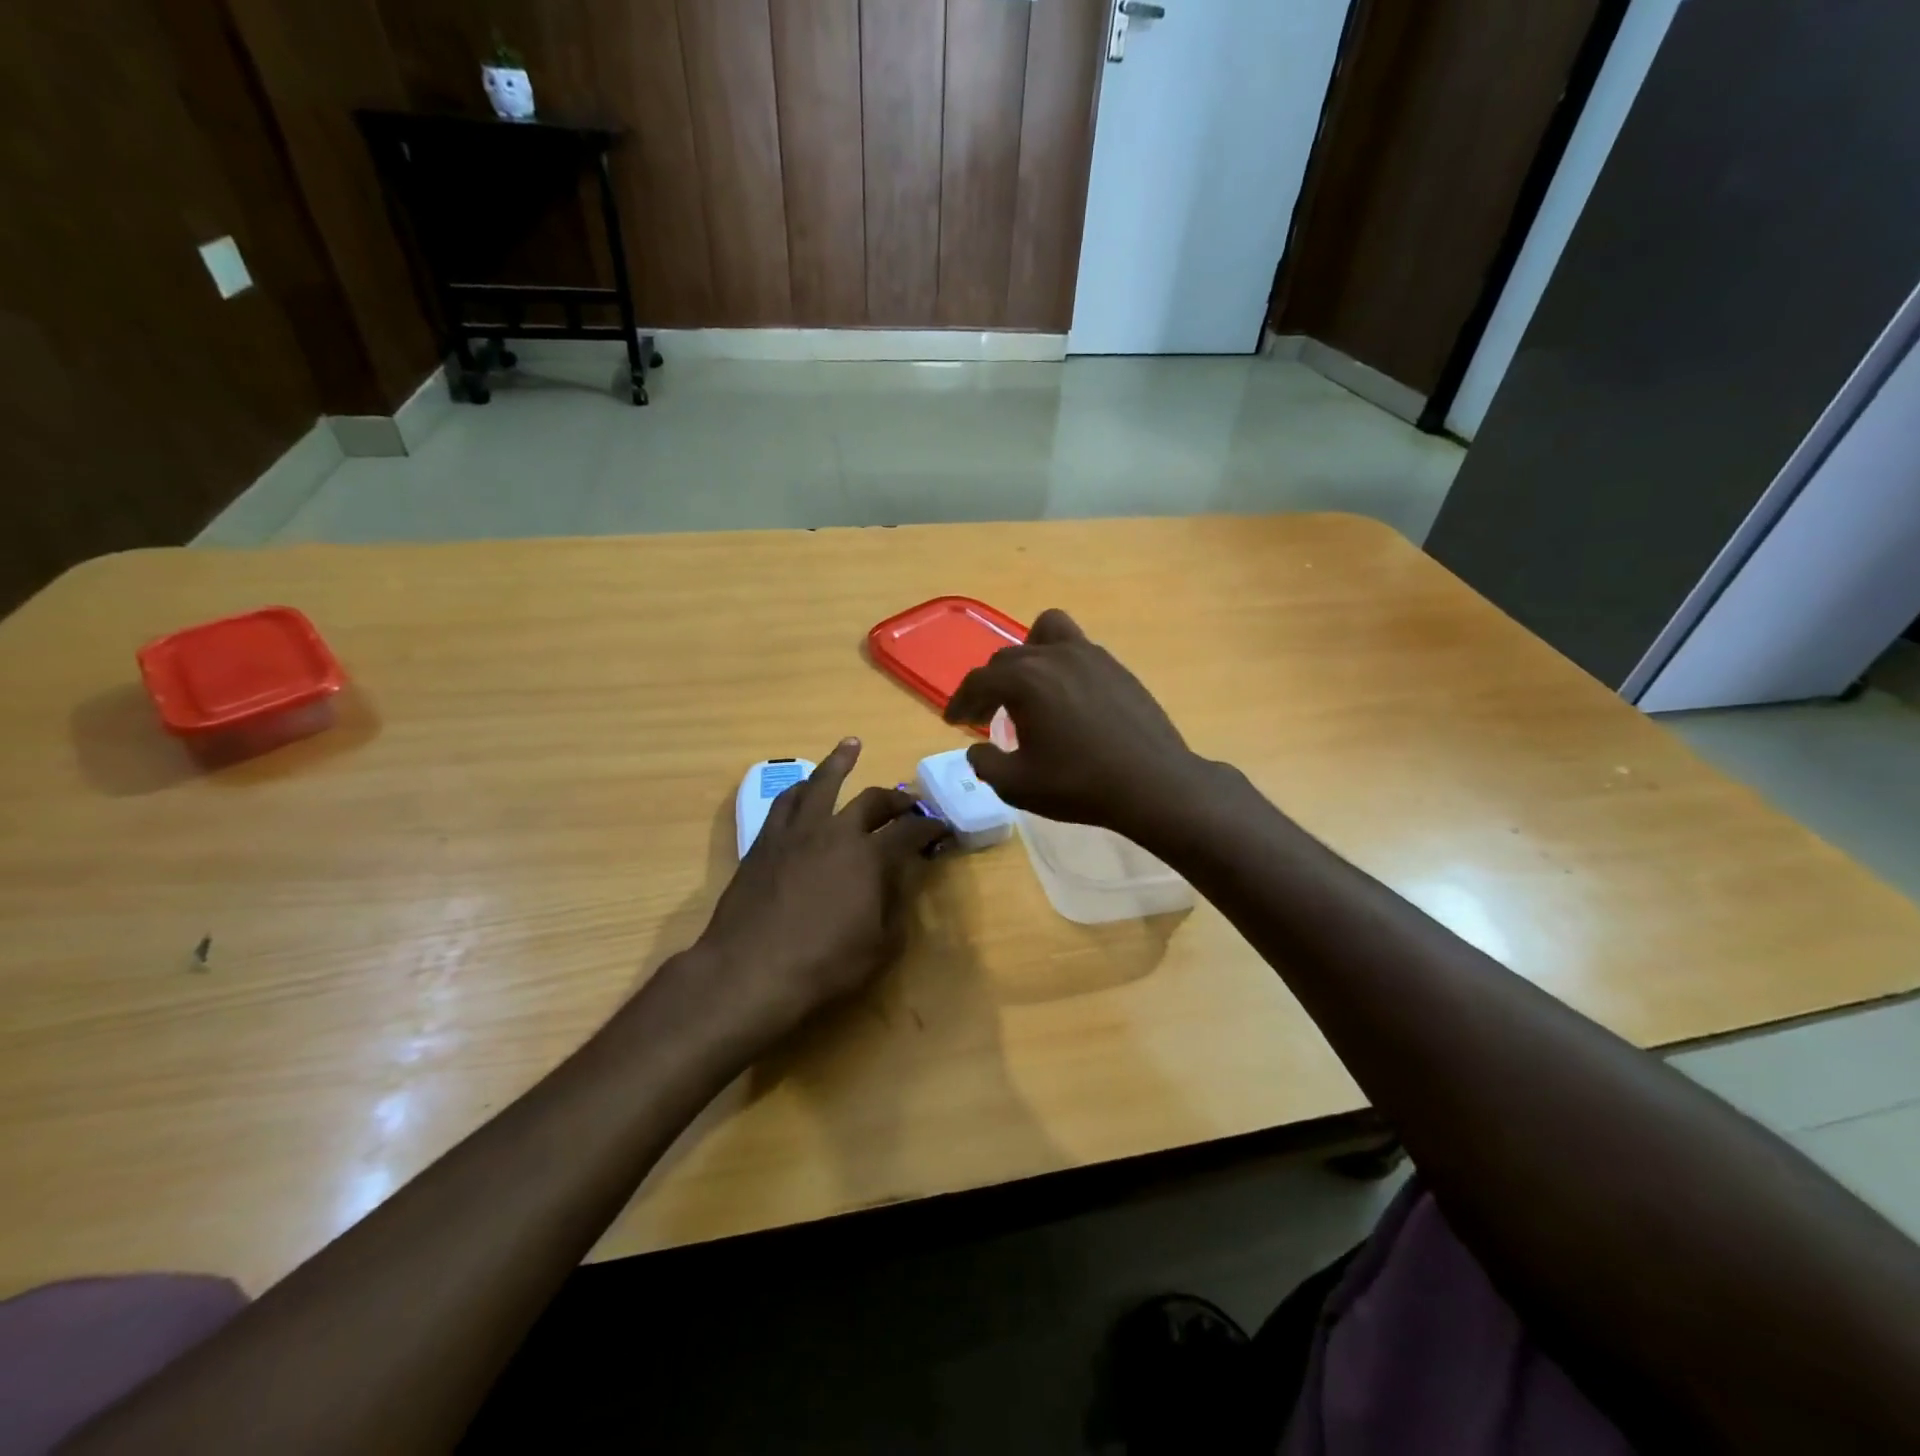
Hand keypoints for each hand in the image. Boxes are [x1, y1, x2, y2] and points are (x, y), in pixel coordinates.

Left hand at [692, 738, 948, 1043]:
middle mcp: (835, 832)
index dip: (930, 828)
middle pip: (871, 801)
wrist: (749, 971)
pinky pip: (784, 802)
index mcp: (869, 856)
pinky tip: (803, 786)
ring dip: (840, 762)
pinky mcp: (765, 842)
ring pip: (822, 784)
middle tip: (908, 802)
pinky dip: (800, 788)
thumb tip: (901, 882)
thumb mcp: (880, 946)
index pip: (910, 832)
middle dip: (895, 799)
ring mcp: (796, 833)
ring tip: (851, 745)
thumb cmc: (823, 965)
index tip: (941, 828)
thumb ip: (896, 908)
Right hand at [943, 609, 1203, 839]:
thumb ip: (985, 764)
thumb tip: (977, 750)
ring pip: (1046, 634)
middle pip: (1007, 658)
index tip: (953, 721)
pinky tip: (1066, 699)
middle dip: (990, 685)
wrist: (1153, 784)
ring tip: (1028, 688)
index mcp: (1024, 679)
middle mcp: (1054, 655)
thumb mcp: (1017, 785)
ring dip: (1027, 658)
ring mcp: (1090, 655)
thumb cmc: (1079, 785)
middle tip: (985, 716)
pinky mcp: (1116, 667)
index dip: (960, 702)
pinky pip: (1076, 649)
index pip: (979, 681)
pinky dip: (1060, 664)